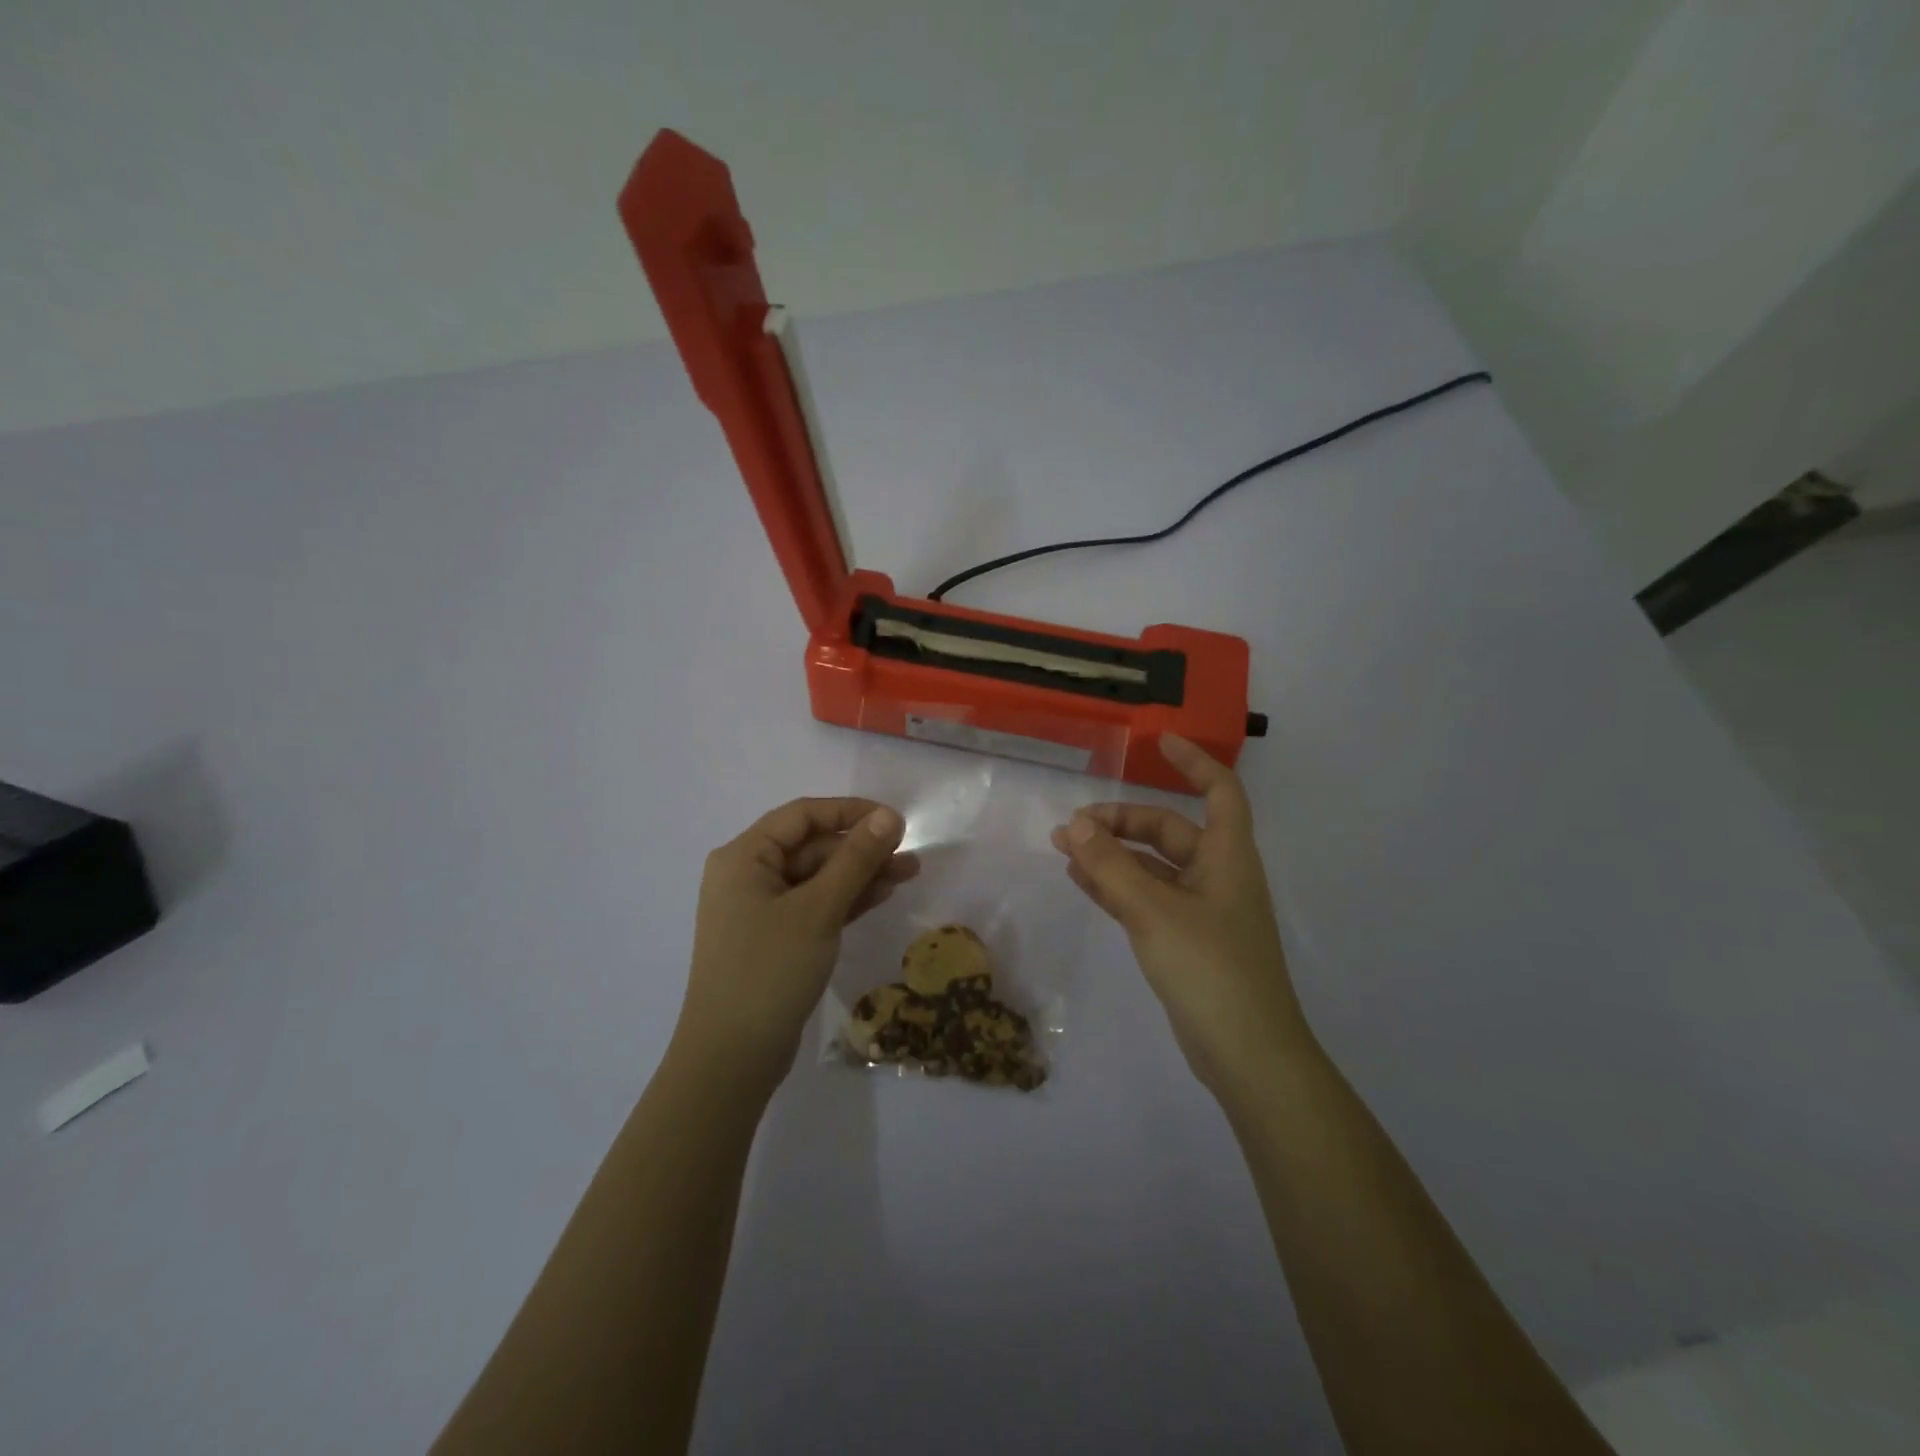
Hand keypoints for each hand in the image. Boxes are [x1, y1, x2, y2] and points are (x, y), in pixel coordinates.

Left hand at [676, 797, 916, 1095]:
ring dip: (859, 874)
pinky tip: (880, 895)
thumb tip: (889, 816)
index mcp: (743, 857)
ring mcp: (759, 910)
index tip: (894, 820)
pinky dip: (845, 899)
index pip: (802, 816)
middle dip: (860, 849)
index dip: (849, 811)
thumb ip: (855, 859)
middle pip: (811, 847)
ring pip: (816, 877)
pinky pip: (813, 904)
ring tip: (908, 874)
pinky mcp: (773, 938)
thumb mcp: (818, 909)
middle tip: (909, 856)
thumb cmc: (770, 971)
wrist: (731, 1058)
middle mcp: (747, 876)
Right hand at [1051, 734, 1307, 1090]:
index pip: (1220, 791)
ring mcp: (1202, 911)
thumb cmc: (1210, 969)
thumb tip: (1075, 824)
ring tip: (1065, 849)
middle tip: (1073, 827)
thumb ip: (1112, 866)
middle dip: (1123, 822)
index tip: (1160, 742)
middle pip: (1170, 830)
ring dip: (1113, 855)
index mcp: (1227, 857)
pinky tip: (1081, 881)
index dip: (1194, 762)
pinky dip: (1117, 887)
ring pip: (1153, 867)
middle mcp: (1217, 876)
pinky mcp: (1187, 941)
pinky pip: (1147, 899)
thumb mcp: (1154, 912)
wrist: (1247, 1055)